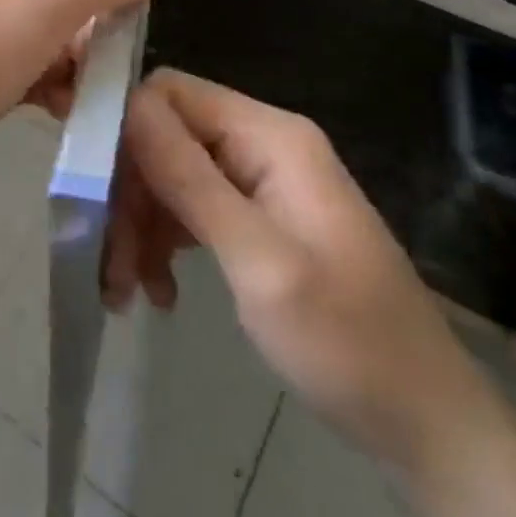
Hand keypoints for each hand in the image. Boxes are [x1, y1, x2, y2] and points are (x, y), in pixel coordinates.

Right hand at [109, 70, 503, 479]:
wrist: (424, 423)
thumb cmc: (346, 341)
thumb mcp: (259, 261)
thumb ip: (191, 179)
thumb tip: (129, 104)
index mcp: (270, 136)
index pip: (170, 94)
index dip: (124, 130)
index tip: (91, 190)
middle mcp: (263, 144)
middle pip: (166, 138)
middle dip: (131, 196)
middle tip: (112, 264)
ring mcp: (262, 181)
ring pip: (172, 176)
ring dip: (142, 227)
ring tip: (128, 292)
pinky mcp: (259, 217)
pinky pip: (193, 208)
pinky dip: (167, 244)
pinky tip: (159, 292)